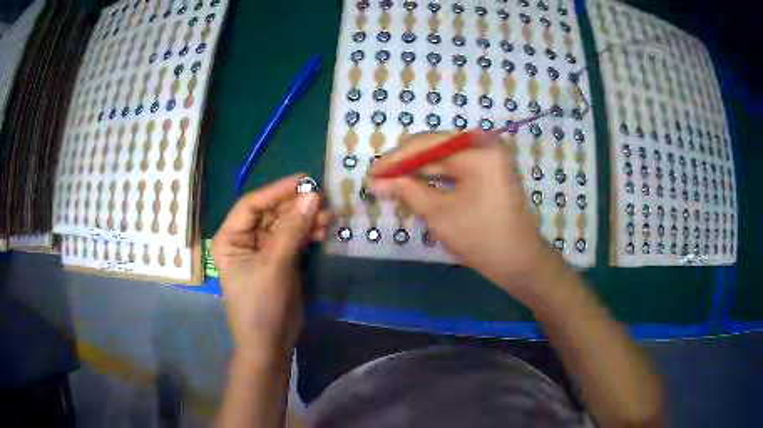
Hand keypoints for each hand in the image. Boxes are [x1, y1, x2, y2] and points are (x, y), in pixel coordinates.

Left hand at [212, 174, 331, 356]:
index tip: (305, 181)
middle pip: (271, 212)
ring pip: (285, 224)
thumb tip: (313, 195)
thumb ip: (293, 230)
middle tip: (323, 201)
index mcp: (230, 238)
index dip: (277, 191)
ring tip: (327, 218)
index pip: (252, 204)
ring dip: (305, 219)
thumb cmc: (261, 305)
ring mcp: (263, 250)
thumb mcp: (274, 265)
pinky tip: (322, 231)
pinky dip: (308, 233)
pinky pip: (294, 238)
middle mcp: (244, 239)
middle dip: (296, 207)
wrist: (270, 343)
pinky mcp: (280, 260)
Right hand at [371, 132, 557, 301]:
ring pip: (443, 159)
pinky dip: (435, 179)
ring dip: (418, 172)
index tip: (372, 173)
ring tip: (392, 184)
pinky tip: (415, 187)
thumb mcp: (439, 214)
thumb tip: (376, 181)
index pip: (426, 144)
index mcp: (477, 150)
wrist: (519, 263)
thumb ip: (407, 191)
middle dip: (406, 165)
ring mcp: (488, 158)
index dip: (396, 159)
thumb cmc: (481, 238)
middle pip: (435, 148)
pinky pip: (455, 169)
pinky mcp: (488, 172)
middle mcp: (484, 146)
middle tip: (379, 180)